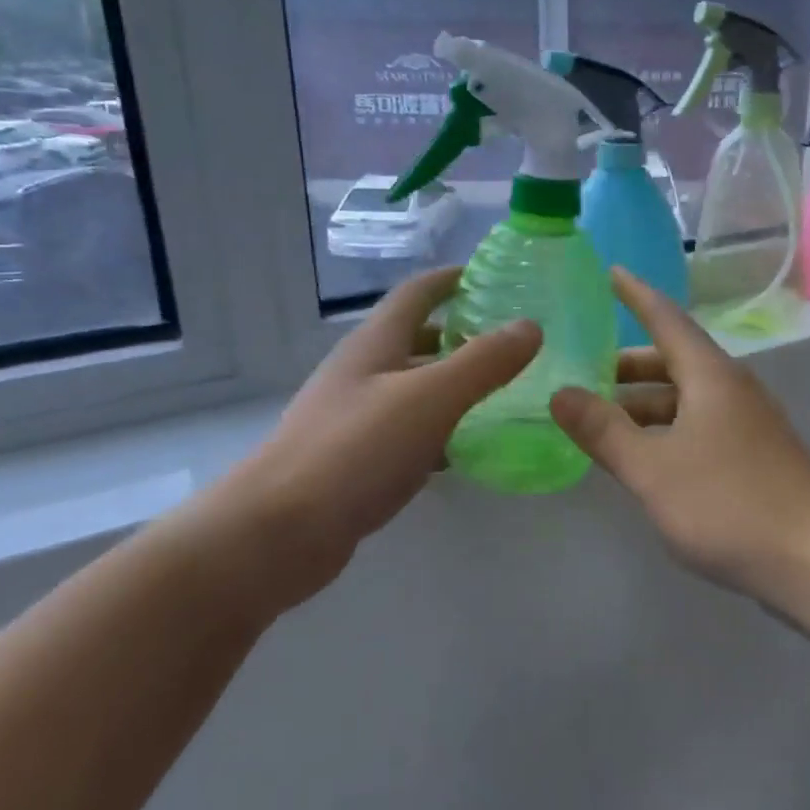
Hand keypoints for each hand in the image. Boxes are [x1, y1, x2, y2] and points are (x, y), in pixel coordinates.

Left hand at [201, 267, 540, 612]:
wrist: (279, 532)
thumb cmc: (356, 449)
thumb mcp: (430, 398)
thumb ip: (483, 362)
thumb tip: (530, 326)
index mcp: (375, 343)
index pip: (417, 293)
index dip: (454, 279)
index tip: (496, 278)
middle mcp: (362, 371)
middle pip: (416, 338)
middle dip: (462, 334)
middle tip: (513, 343)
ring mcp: (355, 416)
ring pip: (414, 386)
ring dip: (453, 383)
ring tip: (503, 391)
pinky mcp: (355, 457)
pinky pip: (407, 429)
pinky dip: (439, 428)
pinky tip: (466, 447)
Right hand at [550, 268, 809, 594]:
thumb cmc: (729, 504)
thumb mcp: (654, 468)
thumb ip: (604, 431)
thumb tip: (561, 393)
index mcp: (710, 376)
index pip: (666, 319)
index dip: (636, 295)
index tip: (610, 272)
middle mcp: (732, 390)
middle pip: (673, 362)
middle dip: (628, 365)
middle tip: (583, 372)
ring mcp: (748, 425)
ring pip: (686, 399)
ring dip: (645, 404)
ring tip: (602, 421)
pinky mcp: (755, 457)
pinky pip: (699, 427)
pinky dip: (666, 430)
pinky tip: (646, 457)